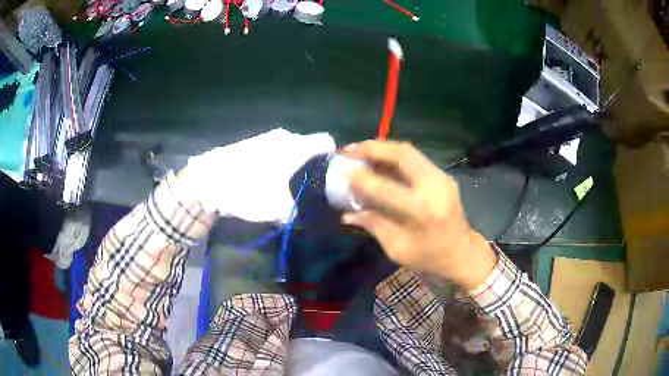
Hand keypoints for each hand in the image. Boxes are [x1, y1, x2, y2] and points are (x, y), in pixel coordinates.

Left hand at [184, 128, 335, 221]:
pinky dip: (277, 162)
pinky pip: (274, 150)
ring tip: (286, 186)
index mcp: (296, 146)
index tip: (331, 175)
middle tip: (309, 187)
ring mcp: (266, 137)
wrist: (207, 180)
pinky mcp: (251, 142)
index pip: (327, 141)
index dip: (333, 157)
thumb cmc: (246, 190)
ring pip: (290, 149)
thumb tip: (309, 214)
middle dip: (312, 165)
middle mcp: (284, 136)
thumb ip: (299, 212)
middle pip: (309, 147)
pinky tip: (266, 179)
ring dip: (293, 164)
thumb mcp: (276, 209)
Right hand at [341, 141, 496, 289]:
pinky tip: (379, 161)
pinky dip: (394, 156)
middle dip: (372, 148)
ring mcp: (441, 177)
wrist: (462, 253)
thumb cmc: (429, 257)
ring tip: (360, 151)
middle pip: (402, 154)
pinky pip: (415, 158)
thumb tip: (347, 213)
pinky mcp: (443, 175)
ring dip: (382, 148)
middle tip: (349, 149)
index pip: (386, 188)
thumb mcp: (397, 248)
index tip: (342, 172)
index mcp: (423, 211)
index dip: (361, 179)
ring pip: (409, 151)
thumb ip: (373, 225)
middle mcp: (434, 186)